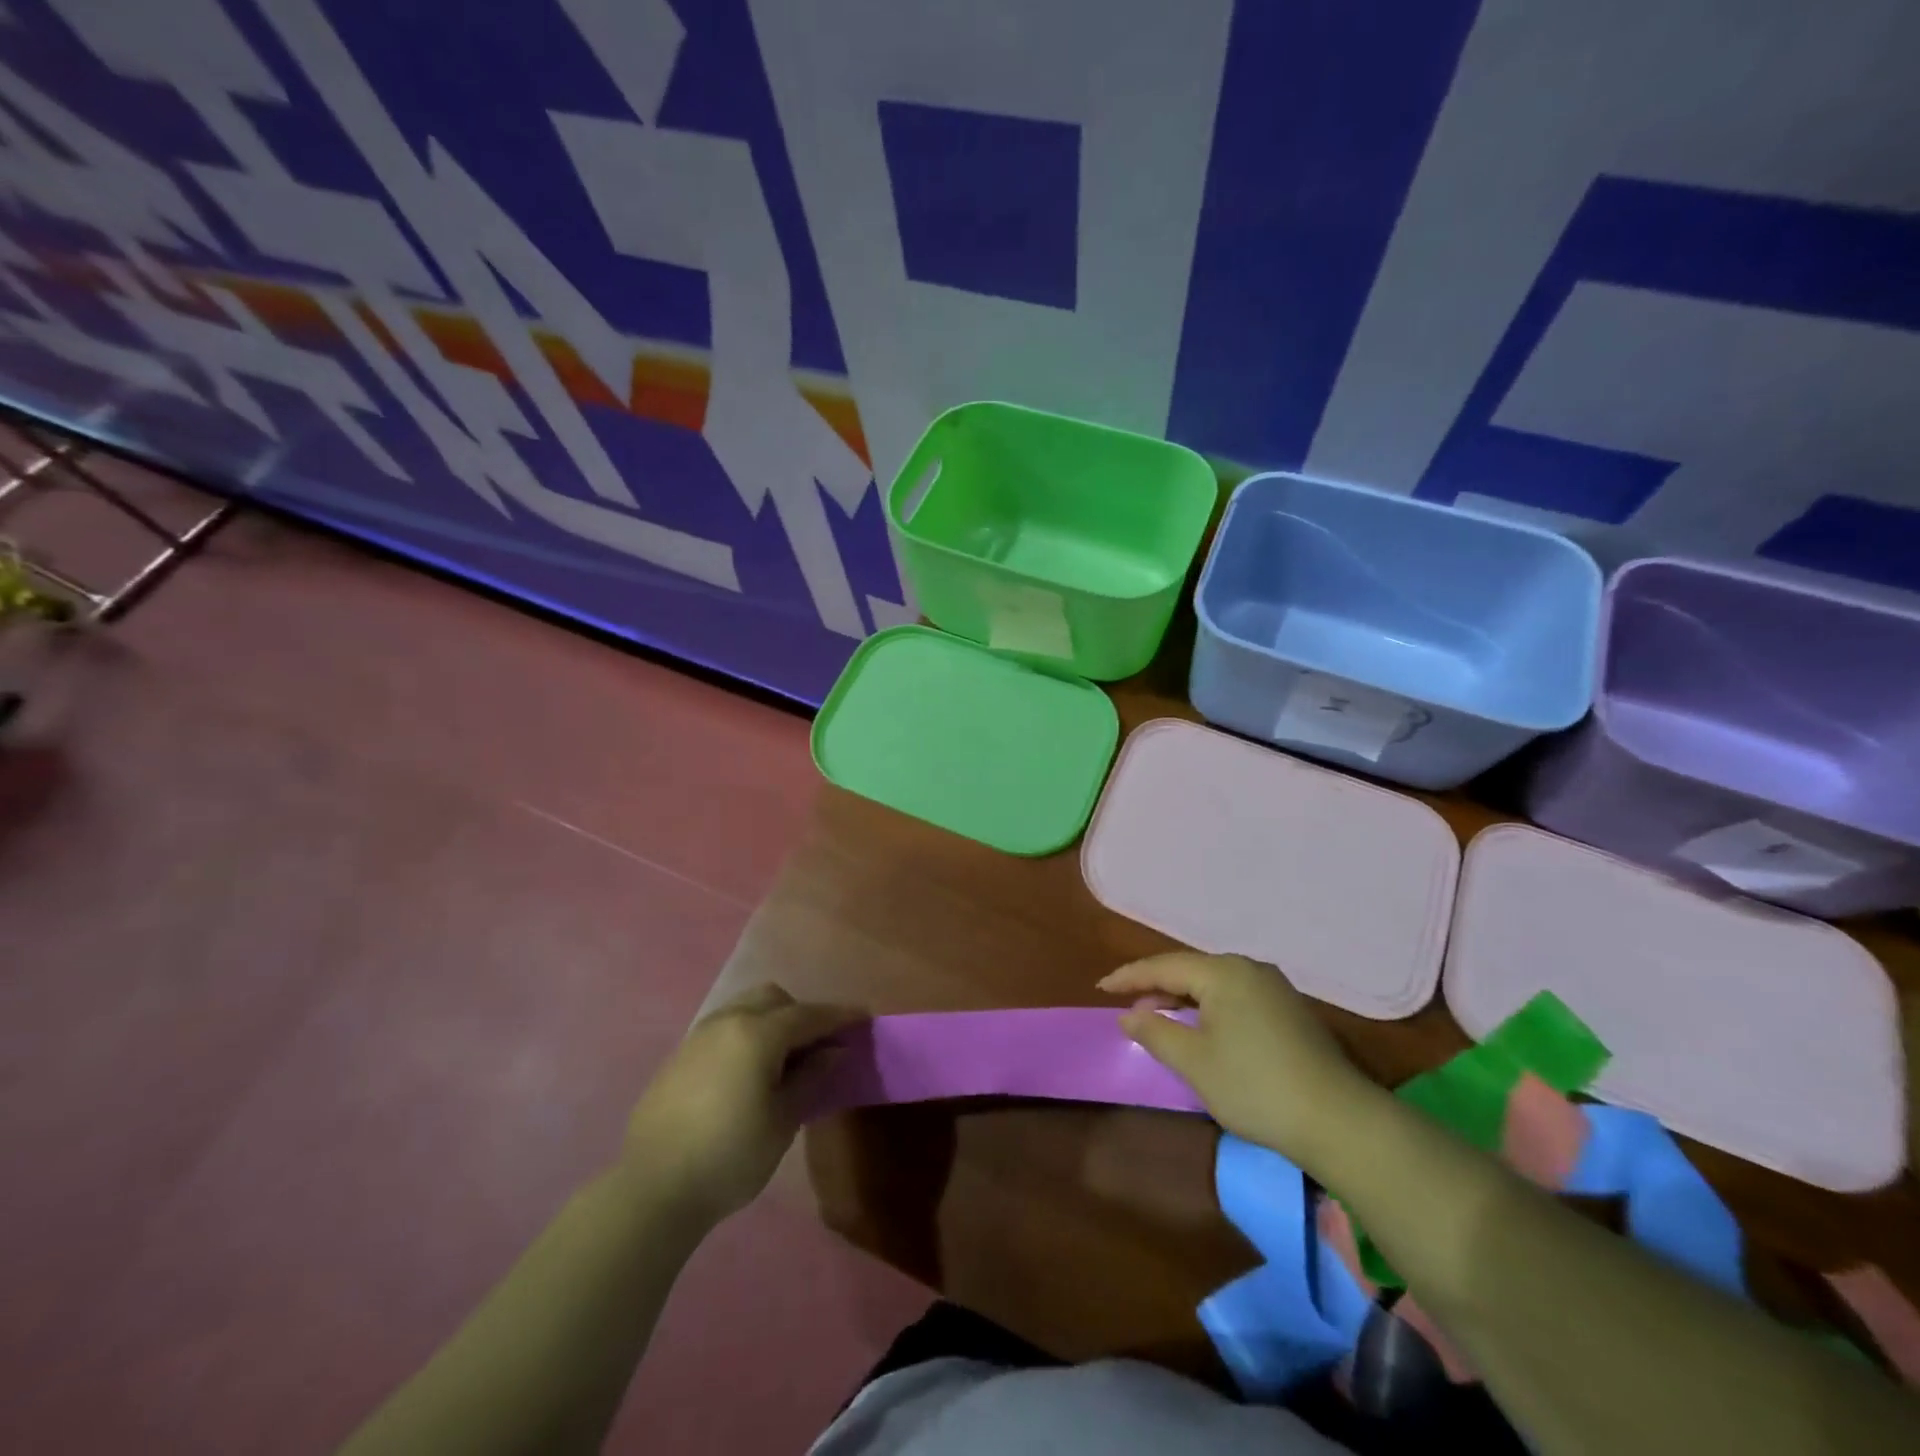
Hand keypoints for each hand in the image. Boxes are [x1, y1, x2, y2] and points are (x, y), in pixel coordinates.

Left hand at [622, 984, 863, 1224]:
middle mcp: (727, 1022)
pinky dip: (745, 1037)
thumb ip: (811, 1078)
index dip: (839, 1016)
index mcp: (757, 1033)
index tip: (863, 1018)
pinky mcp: (679, 1057)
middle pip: (772, 999)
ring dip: (770, 1022)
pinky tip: (746, 1074)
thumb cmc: (730, 1157)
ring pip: (744, 1009)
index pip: (809, 1015)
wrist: (652, 1190)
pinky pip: (723, 1030)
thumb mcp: (783, 1121)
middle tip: (817, 1046)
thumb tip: (833, 1052)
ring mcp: (698, 1037)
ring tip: (782, 1060)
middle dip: (800, 1013)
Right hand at [1101, 952, 1381, 1166]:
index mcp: (1223, 972)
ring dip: (1183, 997)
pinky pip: (1236, 996)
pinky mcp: (1290, 1010)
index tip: (1101, 988)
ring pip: (1215, 983)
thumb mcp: (1195, 1062)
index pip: (1164, 966)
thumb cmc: (1255, 1086)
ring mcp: (1274, 988)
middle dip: (1156, 986)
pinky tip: (1203, 1027)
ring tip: (1160, 1016)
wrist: (1339, 1121)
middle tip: (1129, 1005)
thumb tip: (1129, 1015)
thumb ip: (1156, 1032)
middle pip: (1190, 970)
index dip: (1129, 977)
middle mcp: (1249, 969)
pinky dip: (1209, 1006)